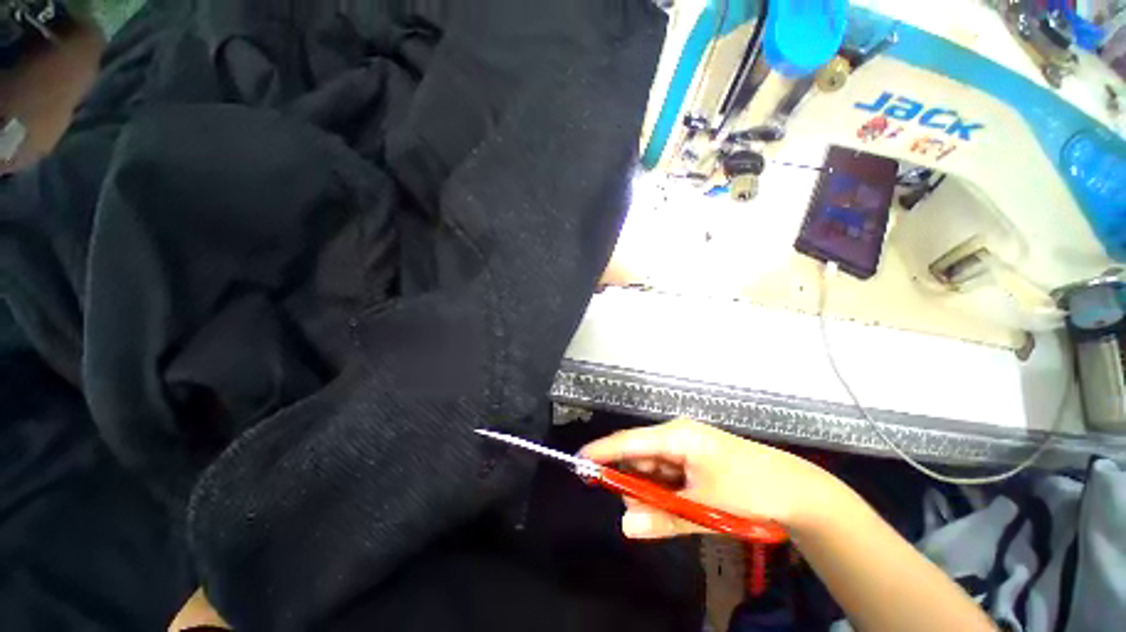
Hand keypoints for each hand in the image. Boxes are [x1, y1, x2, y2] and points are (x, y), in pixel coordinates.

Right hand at [580, 419, 838, 538]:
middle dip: (631, 482)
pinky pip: (667, 473)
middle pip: (639, 456)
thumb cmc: (750, 490)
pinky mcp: (693, 458)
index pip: (629, 441)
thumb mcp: (704, 508)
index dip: (603, 451)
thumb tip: (625, 525)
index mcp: (677, 436)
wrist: (797, 491)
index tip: (579, 462)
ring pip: (652, 467)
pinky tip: (674, 506)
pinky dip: (664, 492)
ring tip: (663, 513)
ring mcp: (686, 446)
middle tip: (633, 510)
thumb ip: (662, 518)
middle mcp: (677, 435)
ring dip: (649, 491)